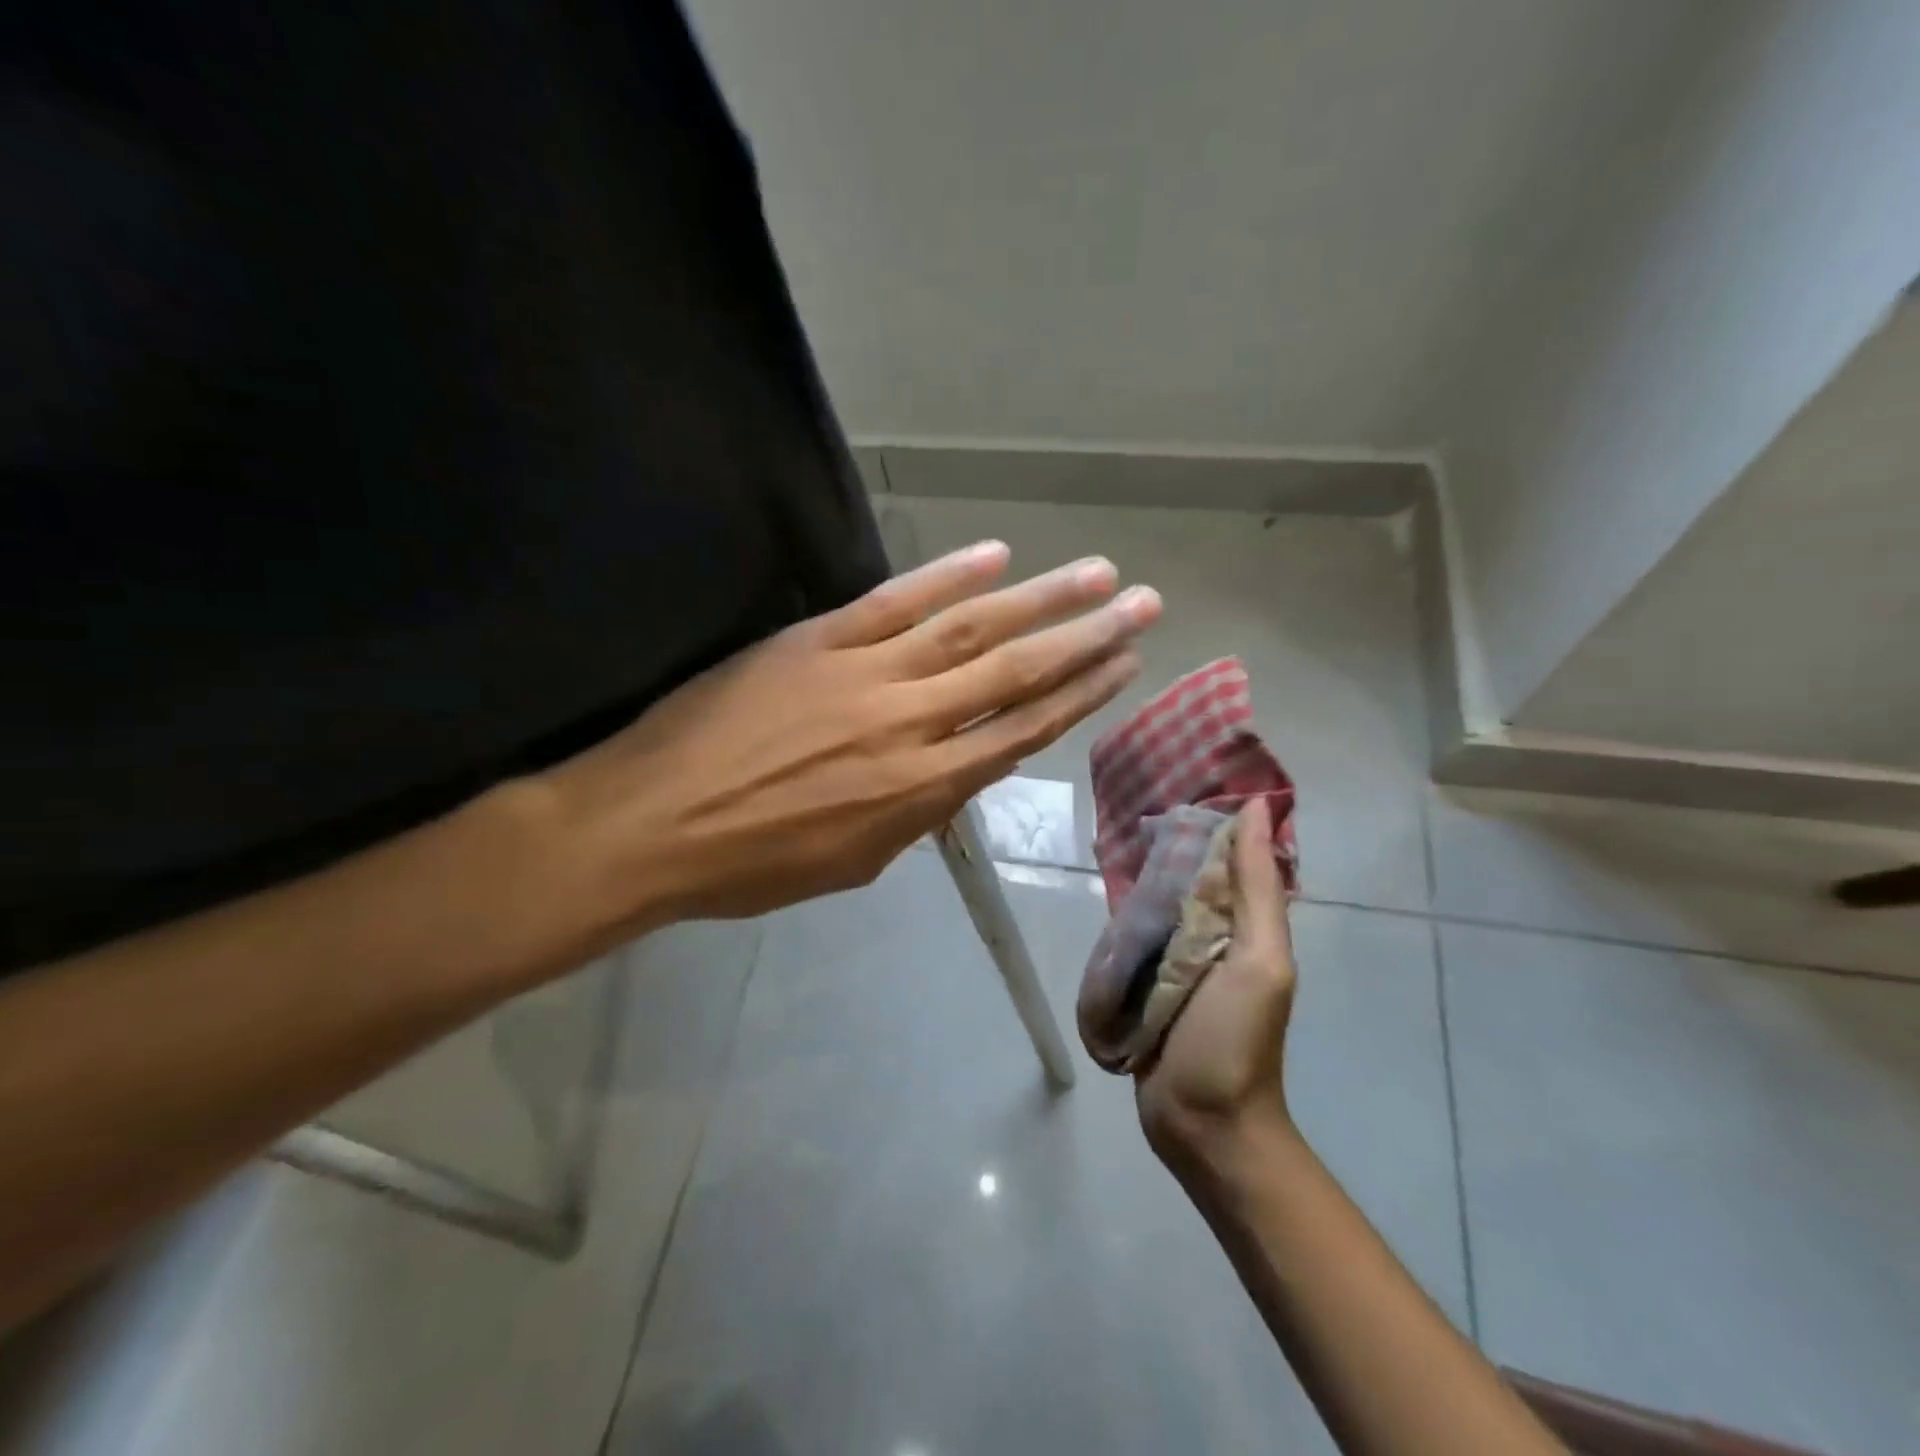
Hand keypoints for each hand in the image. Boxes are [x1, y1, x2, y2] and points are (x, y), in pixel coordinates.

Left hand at [545, 541, 1160, 929]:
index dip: (1080, 696)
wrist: (652, 824)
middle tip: (1143, 603)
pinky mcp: (818, 639)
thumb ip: (916, 814)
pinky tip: (995, 554)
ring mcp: (865, 674)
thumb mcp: (854, 861)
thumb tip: (956, 774)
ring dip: (1040, 598)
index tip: (1124, 665)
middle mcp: (910, 724)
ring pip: (970, 628)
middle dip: (1087, 637)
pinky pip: (895, 601)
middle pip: (1016, 672)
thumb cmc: (754, 864)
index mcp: (921, 790)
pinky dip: (947, 575)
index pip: (1022, 732)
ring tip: (1095, 573)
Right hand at [1135, 798, 1297, 1174]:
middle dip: (1162, 842)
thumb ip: (1256, 891)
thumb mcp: (1259, 961)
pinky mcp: (1140, 984)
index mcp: (1242, 925)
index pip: (1225, 858)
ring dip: (1135, 877)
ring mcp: (1171, 961)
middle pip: (1183, 877)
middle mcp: (1209, 936)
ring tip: (1102, 834)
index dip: (1207, 818)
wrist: (1201, 1125)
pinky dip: (1116, 916)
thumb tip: (1257, 813)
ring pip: (1151, 904)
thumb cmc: (1236, 1040)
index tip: (1178, 777)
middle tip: (1124, 801)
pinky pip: (1128, 939)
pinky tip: (1092, 893)